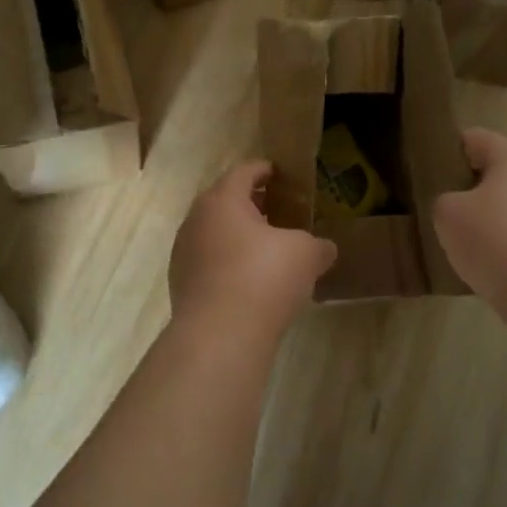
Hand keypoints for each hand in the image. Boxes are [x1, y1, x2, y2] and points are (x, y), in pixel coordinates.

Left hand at [170, 162, 337, 335]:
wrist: (219, 336)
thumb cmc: (263, 278)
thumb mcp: (305, 254)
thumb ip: (317, 244)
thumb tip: (324, 249)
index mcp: (222, 200)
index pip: (244, 172)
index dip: (265, 169)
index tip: (280, 173)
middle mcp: (196, 221)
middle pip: (225, 202)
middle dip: (252, 204)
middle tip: (279, 211)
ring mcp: (184, 254)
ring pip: (215, 234)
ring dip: (239, 236)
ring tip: (267, 249)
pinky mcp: (182, 285)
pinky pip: (210, 263)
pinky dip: (229, 263)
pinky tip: (251, 282)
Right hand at [432, 129, 506, 304]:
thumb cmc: (493, 239)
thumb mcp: (447, 213)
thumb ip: (444, 199)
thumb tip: (458, 206)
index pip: (474, 138)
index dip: (447, 149)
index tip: (426, 169)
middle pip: (495, 171)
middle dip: (468, 185)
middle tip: (439, 204)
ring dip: (486, 216)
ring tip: (458, 238)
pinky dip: (503, 242)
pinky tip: (485, 262)